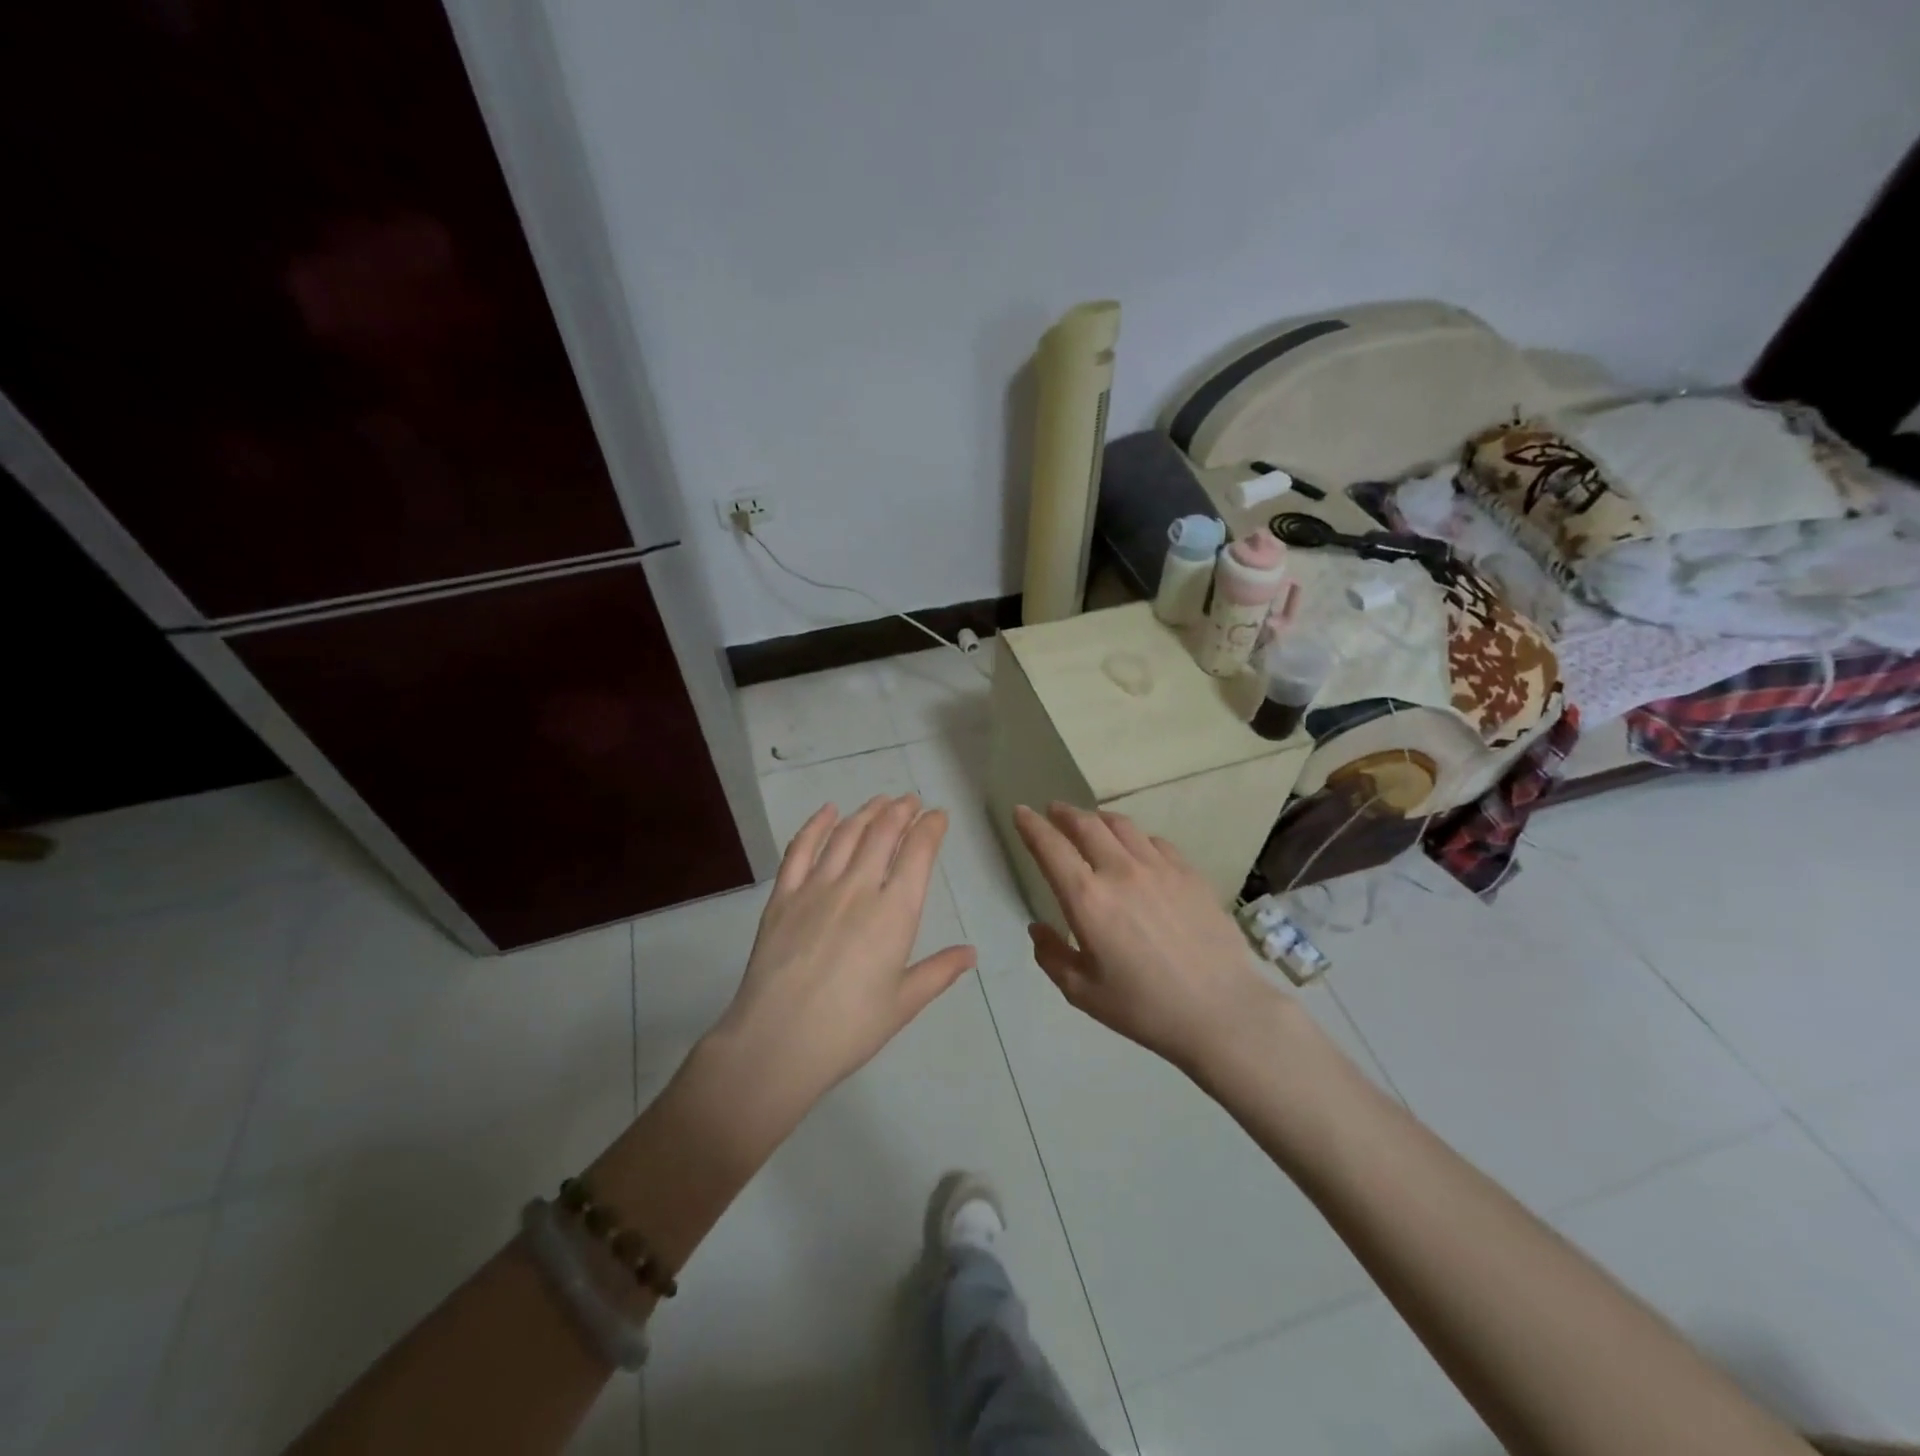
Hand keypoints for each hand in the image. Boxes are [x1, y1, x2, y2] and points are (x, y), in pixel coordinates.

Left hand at [716, 795, 975, 1111]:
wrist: (777, 1042)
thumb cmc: (849, 1029)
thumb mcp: (903, 1003)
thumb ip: (939, 972)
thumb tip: (971, 952)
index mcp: (895, 913)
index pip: (918, 853)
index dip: (930, 828)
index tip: (938, 815)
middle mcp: (858, 888)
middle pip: (883, 834)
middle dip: (901, 811)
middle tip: (911, 800)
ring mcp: (817, 887)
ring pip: (846, 834)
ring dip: (867, 812)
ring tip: (880, 800)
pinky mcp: (783, 896)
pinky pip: (800, 849)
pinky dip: (816, 824)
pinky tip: (827, 811)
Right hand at [1014, 802, 1282, 1072]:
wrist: (1221, 1011)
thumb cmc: (1144, 1008)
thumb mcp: (1082, 992)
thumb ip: (1052, 956)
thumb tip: (1038, 928)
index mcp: (1087, 899)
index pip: (1050, 847)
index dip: (1031, 825)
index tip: (1020, 811)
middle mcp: (1120, 871)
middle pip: (1085, 825)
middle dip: (1063, 813)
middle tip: (1053, 810)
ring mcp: (1159, 868)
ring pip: (1121, 825)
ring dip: (1097, 818)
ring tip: (1090, 821)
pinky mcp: (1189, 873)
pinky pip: (1155, 841)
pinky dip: (1135, 836)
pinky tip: (1136, 847)